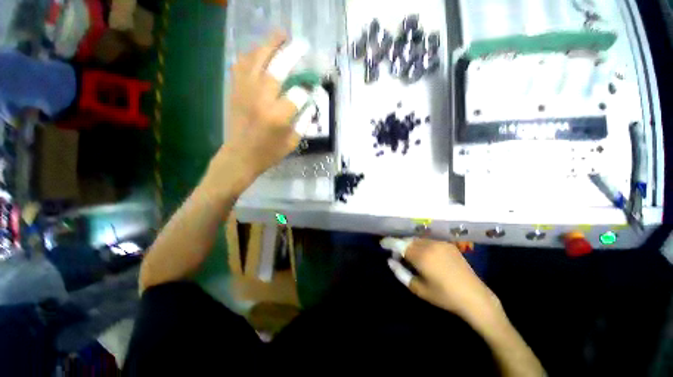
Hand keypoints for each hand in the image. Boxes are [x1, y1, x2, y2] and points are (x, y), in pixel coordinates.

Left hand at [209, 32, 302, 190]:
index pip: (297, 94)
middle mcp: (261, 99)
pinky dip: (250, 55)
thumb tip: (310, 103)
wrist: (239, 156)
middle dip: (290, 53)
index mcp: (278, 117)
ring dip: (269, 46)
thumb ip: (304, 122)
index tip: (310, 90)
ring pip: (256, 60)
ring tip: (279, 37)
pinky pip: (240, 65)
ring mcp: (245, 92)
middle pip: (276, 67)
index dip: (306, 90)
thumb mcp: (293, 142)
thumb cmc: (269, 153)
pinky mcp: (235, 91)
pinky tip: (258, 53)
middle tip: (300, 43)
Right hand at [386, 239, 500, 321]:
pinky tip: (422, 254)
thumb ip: (400, 273)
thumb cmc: (444, 296)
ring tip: (408, 255)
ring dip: (410, 244)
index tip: (382, 243)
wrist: (474, 297)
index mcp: (420, 256)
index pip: (399, 244)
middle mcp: (429, 245)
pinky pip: (428, 241)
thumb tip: (390, 260)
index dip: (389, 242)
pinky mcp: (448, 244)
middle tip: (396, 255)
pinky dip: (420, 244)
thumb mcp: (418, 288)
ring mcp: (440, 243)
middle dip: (399, 244)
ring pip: (417, 239)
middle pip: (407, 240)